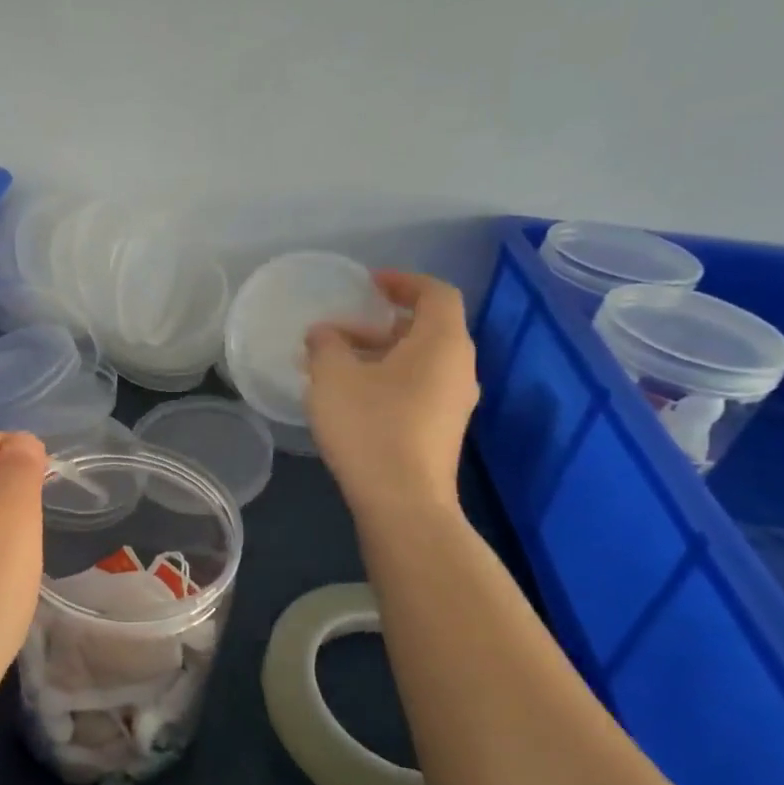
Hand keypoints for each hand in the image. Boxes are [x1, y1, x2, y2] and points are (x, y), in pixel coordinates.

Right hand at [305, 270, 479, 521]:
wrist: (403, 502)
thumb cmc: (370, 427)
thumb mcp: (333, 378)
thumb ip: (326, 345)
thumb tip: (324, 333)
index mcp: (443, 343)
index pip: (435, 293)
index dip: (403, 282)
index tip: (368, 284)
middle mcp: (459, 368)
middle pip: (428, 328)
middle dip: (383, 322)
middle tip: (343, 328)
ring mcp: (455, 403)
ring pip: (421, 361)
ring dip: (382, 354)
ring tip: (339, 364)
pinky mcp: (443, 431)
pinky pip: (419, 388)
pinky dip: (389, 380)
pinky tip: (353, 398)